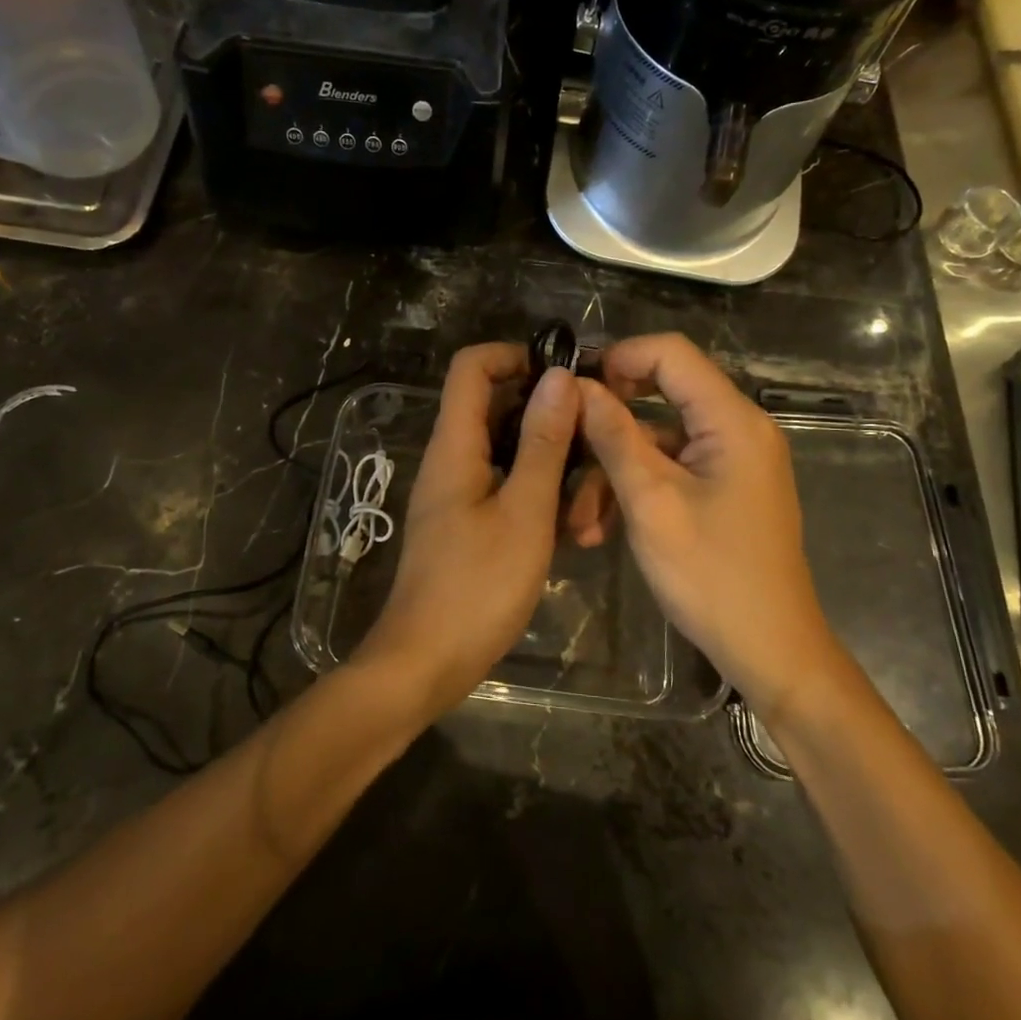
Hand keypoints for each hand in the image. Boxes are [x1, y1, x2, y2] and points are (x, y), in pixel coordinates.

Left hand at [354, 343, 579, 720]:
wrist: (425, 663)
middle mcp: (451, 458)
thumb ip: (544, 444)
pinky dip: (537, 491)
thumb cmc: (477, 587)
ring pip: (507, 449)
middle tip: (595, 438)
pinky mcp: (466, 521)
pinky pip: (504, 484)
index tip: (566, 377)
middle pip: (495, 406)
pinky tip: (573, 525)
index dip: (516, 356)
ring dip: (550, 460)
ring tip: (591, 494)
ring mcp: (457, 491)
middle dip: (547, 414)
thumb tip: (559, 377)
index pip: (472, 366)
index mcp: (455, 445)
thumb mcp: (525, 512)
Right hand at [571, 333, 835, 721]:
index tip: (575, 388)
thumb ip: (614, 436)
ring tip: (579, 520)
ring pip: (660, 438)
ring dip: (615, 468)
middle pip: (663, 394)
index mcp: (733, 420)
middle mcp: (739, 428)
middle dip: (609, 421)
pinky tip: (600, 528)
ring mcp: (733, 460)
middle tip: (566, 442)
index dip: (620, 357)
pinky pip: (672, 467)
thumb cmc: (712, 576)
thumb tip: (577, 386)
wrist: (771, 651)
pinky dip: (637, 488)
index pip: (672, 353)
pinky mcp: (725, 487)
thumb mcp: (651, 502)